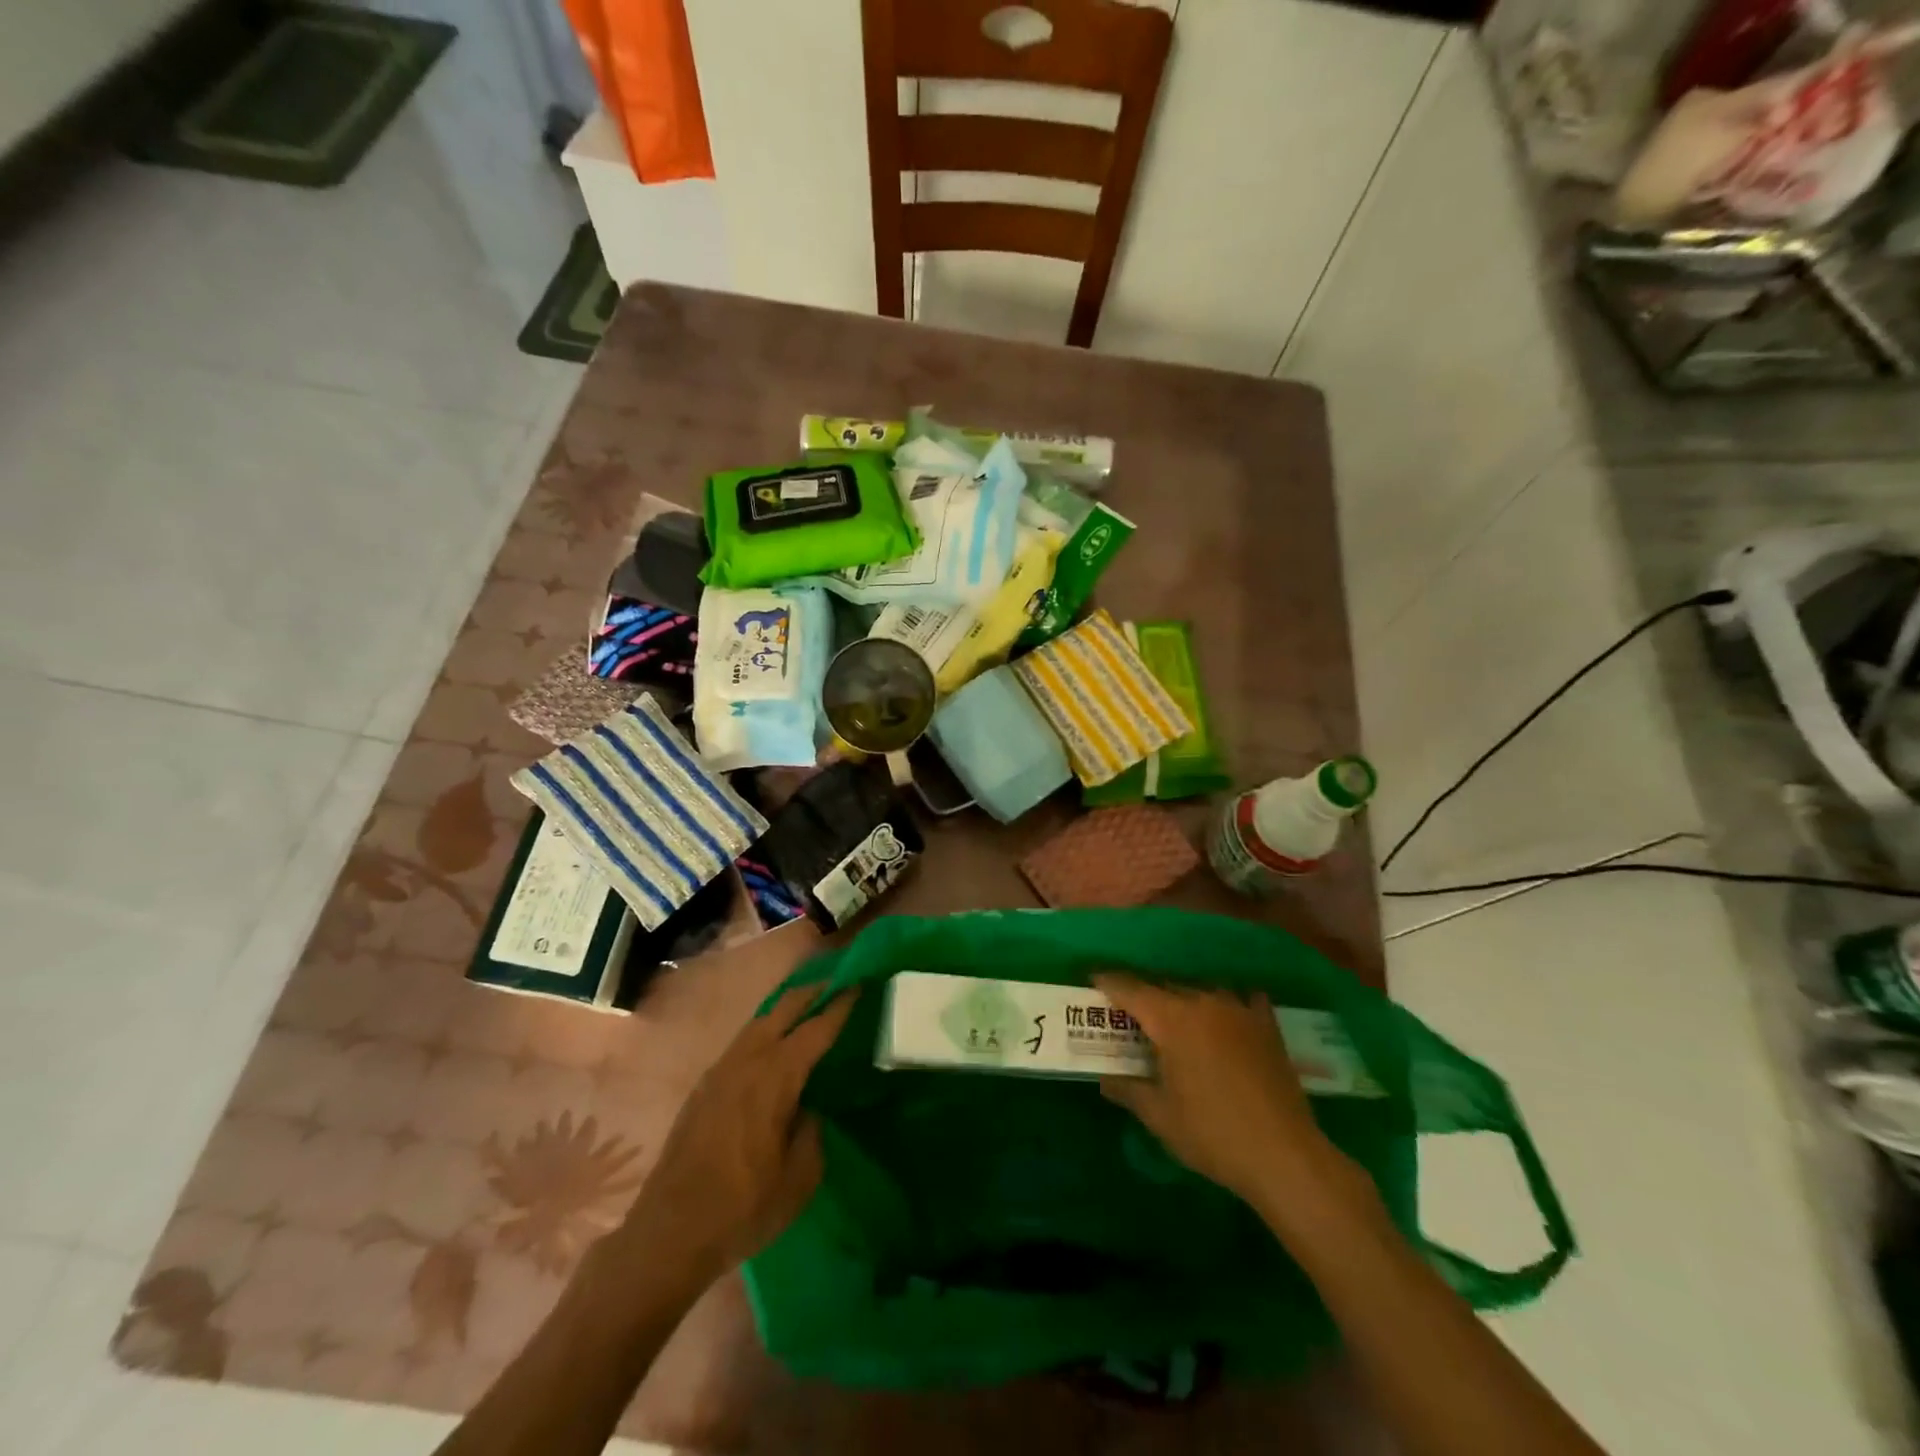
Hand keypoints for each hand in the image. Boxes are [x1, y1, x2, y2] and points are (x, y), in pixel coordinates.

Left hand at [621, 986, 852, 1284]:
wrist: (668, 1233)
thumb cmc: (743, 1207)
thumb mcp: (800, 1178)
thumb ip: (812, 1131)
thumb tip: (808, 1107)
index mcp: (776, 1077)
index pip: (816, 1028)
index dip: (841, 1005)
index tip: (859, 984)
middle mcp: (747, 1060)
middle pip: (784, 1008)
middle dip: (812, 992)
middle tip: (837, 986)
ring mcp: (720, 1070)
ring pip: (759, 1021)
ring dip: (786, 1009)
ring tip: (808, 1009)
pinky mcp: (704, 1086)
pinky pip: (743, 1042)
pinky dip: (765, 1031)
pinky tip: (772, 1047)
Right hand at [1095, 974, 1337, 1207]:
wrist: (1285, 1156)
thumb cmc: (1212, 1135)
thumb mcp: (1160, 1116)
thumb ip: (1128, 1090)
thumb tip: (1105, 1079)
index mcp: (1172, 1020)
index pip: (1131, 989)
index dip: (1109, 982)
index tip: (1093, 978)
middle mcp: (1204, 1003)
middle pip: (1164, 987)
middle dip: (1144, 995)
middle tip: (1130, 1013)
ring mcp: (1239, 1011)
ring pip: (1201, 991)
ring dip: (1184, 999)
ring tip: (1176, 1019)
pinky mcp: (1266, 1026)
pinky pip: (1243, 999)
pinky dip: (1230, 1003)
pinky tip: (1229, 1016)